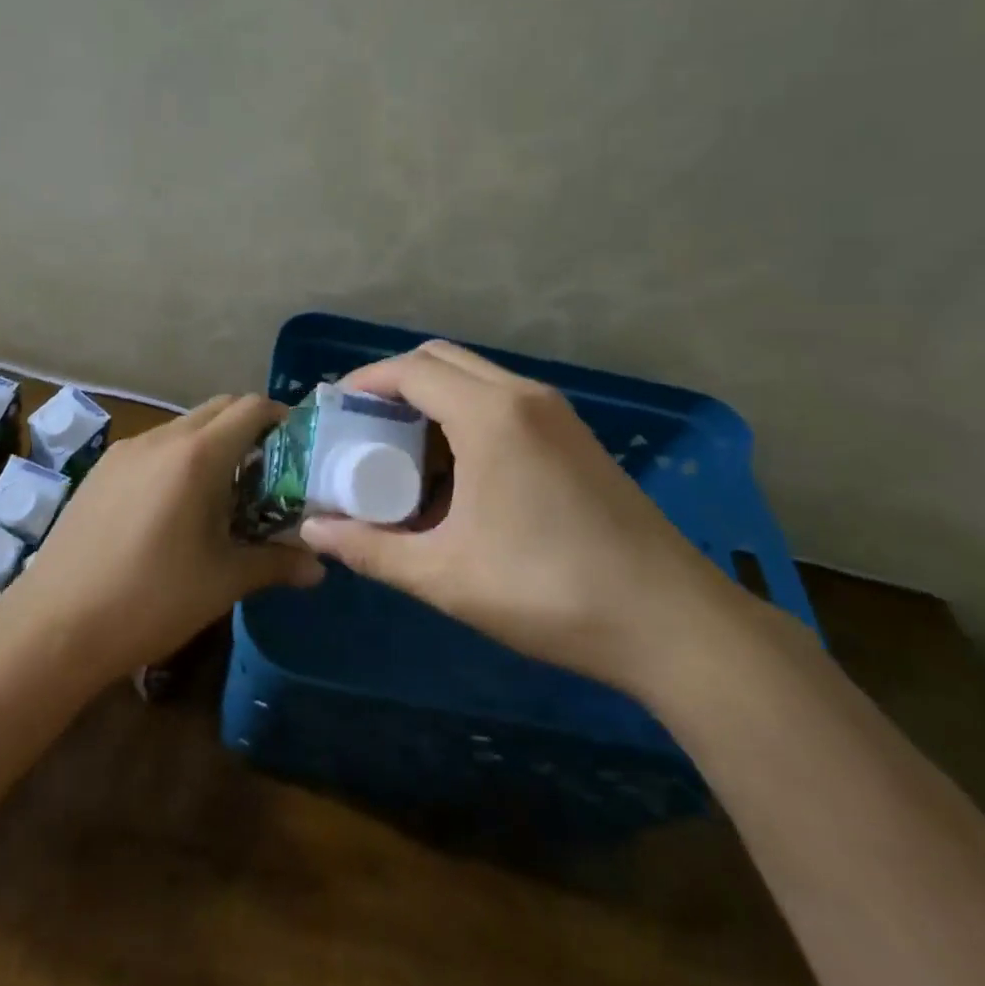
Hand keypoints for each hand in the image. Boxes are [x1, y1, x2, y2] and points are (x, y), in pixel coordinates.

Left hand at [11, 395, 324, 681]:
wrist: (55, 624)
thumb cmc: (151, 599)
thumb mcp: (223, 582)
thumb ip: (276, 563)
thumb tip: (319, 567)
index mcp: (197, 455)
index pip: (251, 408)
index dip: (281, 418)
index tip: (298, 449)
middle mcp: (161, 439)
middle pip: (218, 408)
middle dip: (248, 428)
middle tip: (267, 472)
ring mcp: (125, 450)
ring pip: (183, 426)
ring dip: (211, 444)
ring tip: (222, 493)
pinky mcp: (101, 469)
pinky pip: (154, 446)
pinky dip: (178, 457)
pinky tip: (174, 506)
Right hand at [299, 341, 737, 692]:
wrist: (672, 623)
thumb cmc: (548, 591)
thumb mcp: (444, 575)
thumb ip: (371, 550)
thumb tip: (312, 533)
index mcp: (490, 414)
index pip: (410, 370)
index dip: (363, 383)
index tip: (333, 411)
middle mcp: (524, 396)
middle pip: (441, 362)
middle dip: (394, 386)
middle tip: (363, 431)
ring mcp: (557, 414)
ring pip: (475, 380)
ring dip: (432, 402)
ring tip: (402, 456)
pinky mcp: (575, 438)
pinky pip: (504, 404)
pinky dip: (466, 418)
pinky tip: (457, 476)